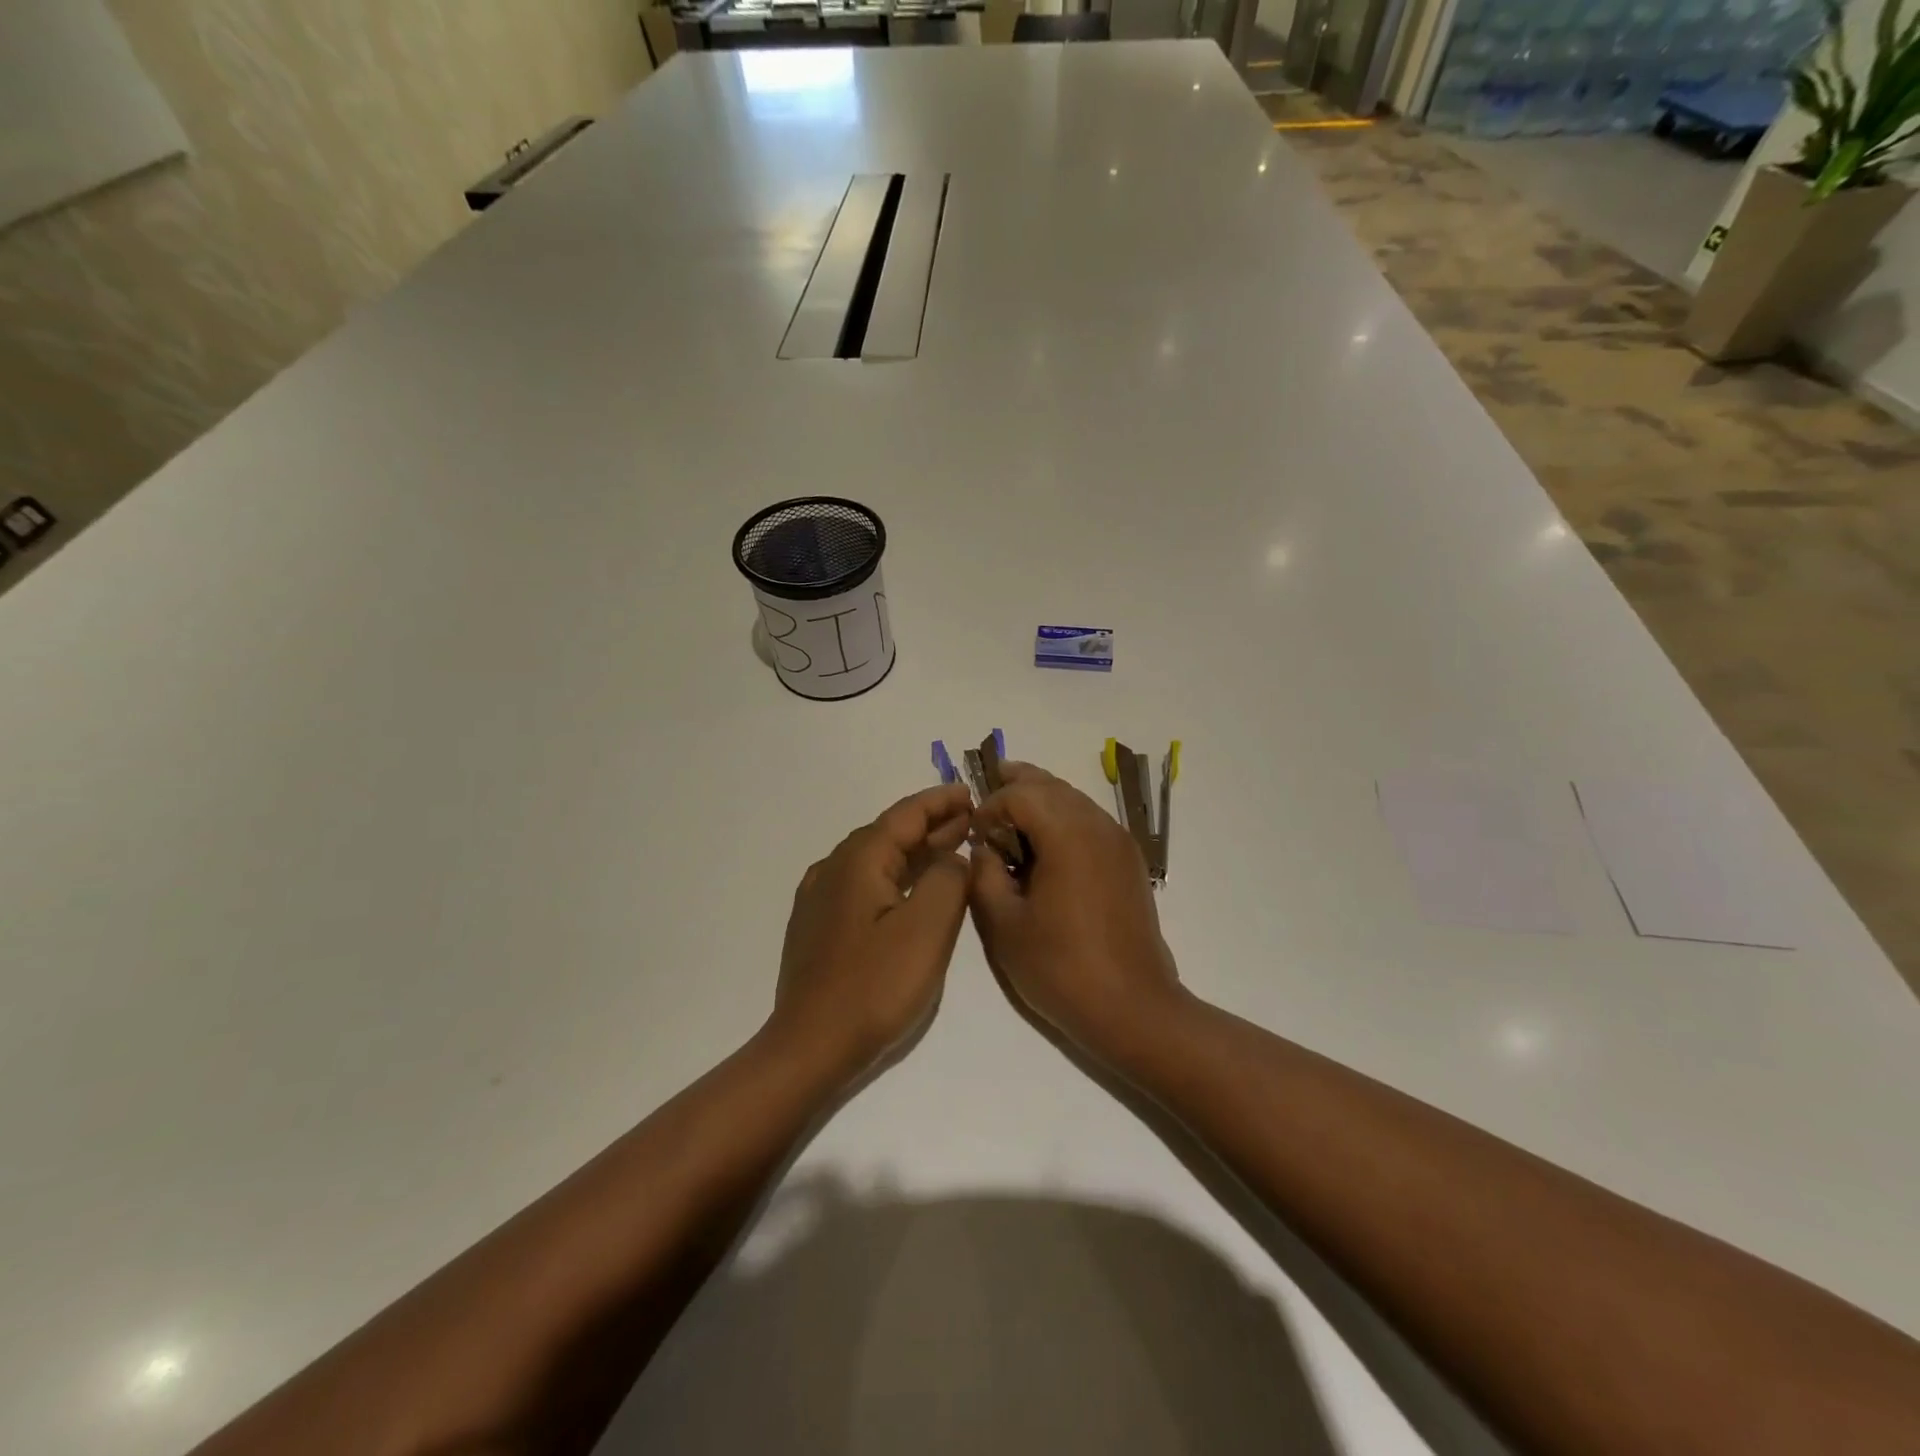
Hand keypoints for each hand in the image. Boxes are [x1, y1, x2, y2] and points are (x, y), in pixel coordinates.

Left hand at [767, 783, 973, 1078]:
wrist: (810, 1046)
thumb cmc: (873, 985)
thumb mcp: (926, 929)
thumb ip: (948, 881)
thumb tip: (952, 857)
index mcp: (858, 860)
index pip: (905, 815)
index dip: (940, 801)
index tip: (971, 793)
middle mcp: (834, 868)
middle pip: (889, 833)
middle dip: (931, 824)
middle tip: (971, 821)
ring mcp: (821, 898)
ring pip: (876, 859)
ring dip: (915, 851)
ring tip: (951, 848)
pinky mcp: (819, 925)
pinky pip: (864, 883)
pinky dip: (896, 876)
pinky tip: (911, 888)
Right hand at [968, 762, 1183, 1063]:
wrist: (1133, 1008)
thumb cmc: (1061, 968)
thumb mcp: (1004, 925)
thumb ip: (984, 876)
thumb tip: (984, 849)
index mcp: (1068, 835)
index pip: (1022, 794)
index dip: (991, 805)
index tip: (974, 834)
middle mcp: (1099, 826)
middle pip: (1052, 786)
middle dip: (1018, 785)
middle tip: (989, 788)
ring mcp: (1119, 843)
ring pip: (1074, 800)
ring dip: (1042, 799)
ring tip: (1013, 813)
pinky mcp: (1129, 862)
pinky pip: (1091, 821)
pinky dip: (1063, 818)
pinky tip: (1046, 844)